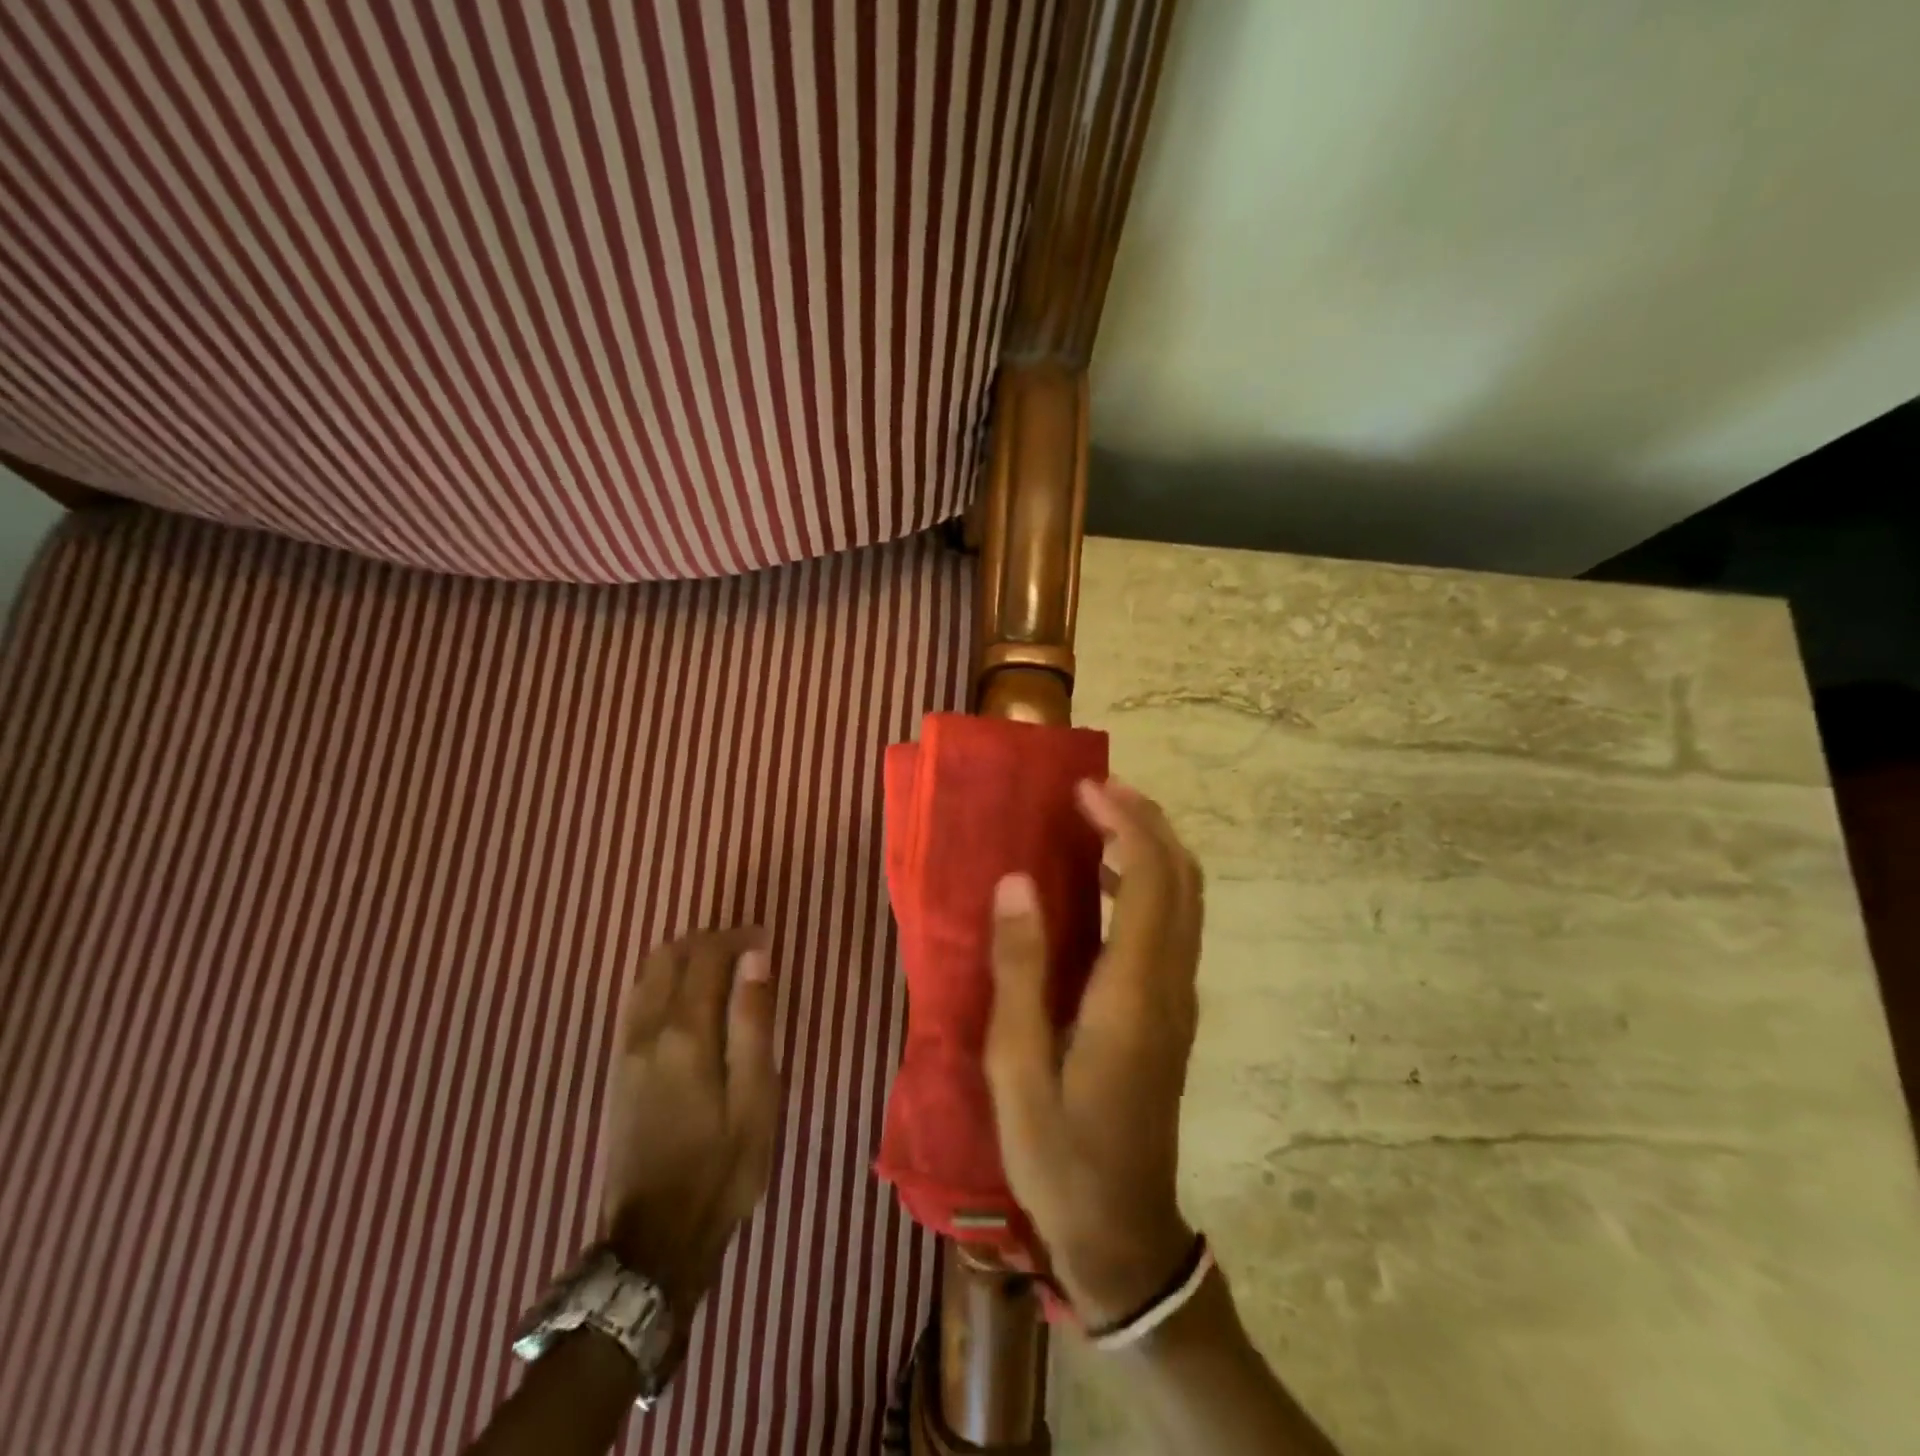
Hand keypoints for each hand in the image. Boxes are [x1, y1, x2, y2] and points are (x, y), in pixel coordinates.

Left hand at [599, 927, 781, 1328]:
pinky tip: (689, 1002)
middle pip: (669, 955)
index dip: (738, 938)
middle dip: (708, 942)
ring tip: (721, 972)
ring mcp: (626, 1049)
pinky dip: (664, 982)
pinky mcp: (618, 1069)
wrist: (655, 1239)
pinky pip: (636, 1001)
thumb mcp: (756, 1098)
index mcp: (685, 1033)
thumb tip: (755, 958)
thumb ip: (753, 1022)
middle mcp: (647, 1030)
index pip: (706, 956)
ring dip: (683, 959)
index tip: (766, 940)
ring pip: (647, 975)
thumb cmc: (722, 1168)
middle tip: (745, 953)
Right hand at [985, 780, 1203, 1326]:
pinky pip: (1175, 925)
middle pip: (1184, 879)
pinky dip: (1151, 883)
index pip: (1152, 881)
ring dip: (1153, 848)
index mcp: (1133, 994)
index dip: (1127, 824)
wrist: (1123, 1235)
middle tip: (1095, 792)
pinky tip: (1107, 885)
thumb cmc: (1059, 1156)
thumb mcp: (1017, 1069)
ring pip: (1187, 900)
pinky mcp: (1173, 1013)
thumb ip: (1019, 971)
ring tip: (1101, 821)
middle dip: (1148, 822)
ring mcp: (1179, 1000)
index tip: (1085, 791)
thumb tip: (1017, 883)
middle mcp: (1170, 985)